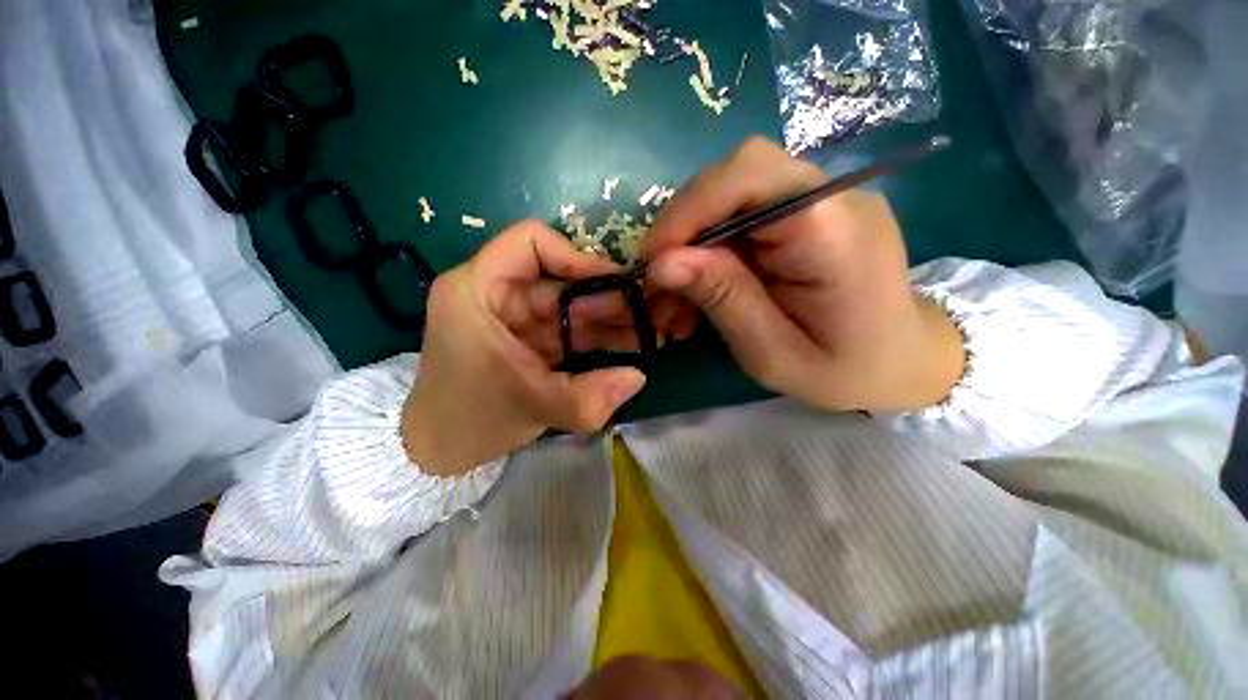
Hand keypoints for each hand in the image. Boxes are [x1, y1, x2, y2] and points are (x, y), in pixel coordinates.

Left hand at [402, 221, 648, 476]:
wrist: (442, 449)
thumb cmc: (471, 420)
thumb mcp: (531, 406)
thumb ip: (587, 397)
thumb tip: (639, 376)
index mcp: (477, 290)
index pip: (530, 241)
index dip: (576, 257)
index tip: (614, 285)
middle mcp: (496, 294)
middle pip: (560, 278)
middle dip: (606, 298)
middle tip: (646, 316)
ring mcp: (515, 316)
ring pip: (570, 305)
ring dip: (607, 320)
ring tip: (646, 334)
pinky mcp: (528, 337)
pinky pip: (568, 329)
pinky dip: (596, 338)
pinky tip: (626, 349)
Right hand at [643, 137, 964, 411]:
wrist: (904, 361)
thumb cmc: (846, 370)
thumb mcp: (773, 353)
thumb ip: (723, 299)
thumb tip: (662, 263)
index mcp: (832, 232)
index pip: (750, 175)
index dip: (690, 208)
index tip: (653, 260)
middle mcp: (830, 198)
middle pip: (734, 177)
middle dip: (683, 229)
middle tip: (659, 284)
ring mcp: (820, 201)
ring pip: (729, 198)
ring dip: (691, 246)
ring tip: (674, 302)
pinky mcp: (806, 214)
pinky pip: (742, 218)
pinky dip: (709, 253)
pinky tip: (700, 292)